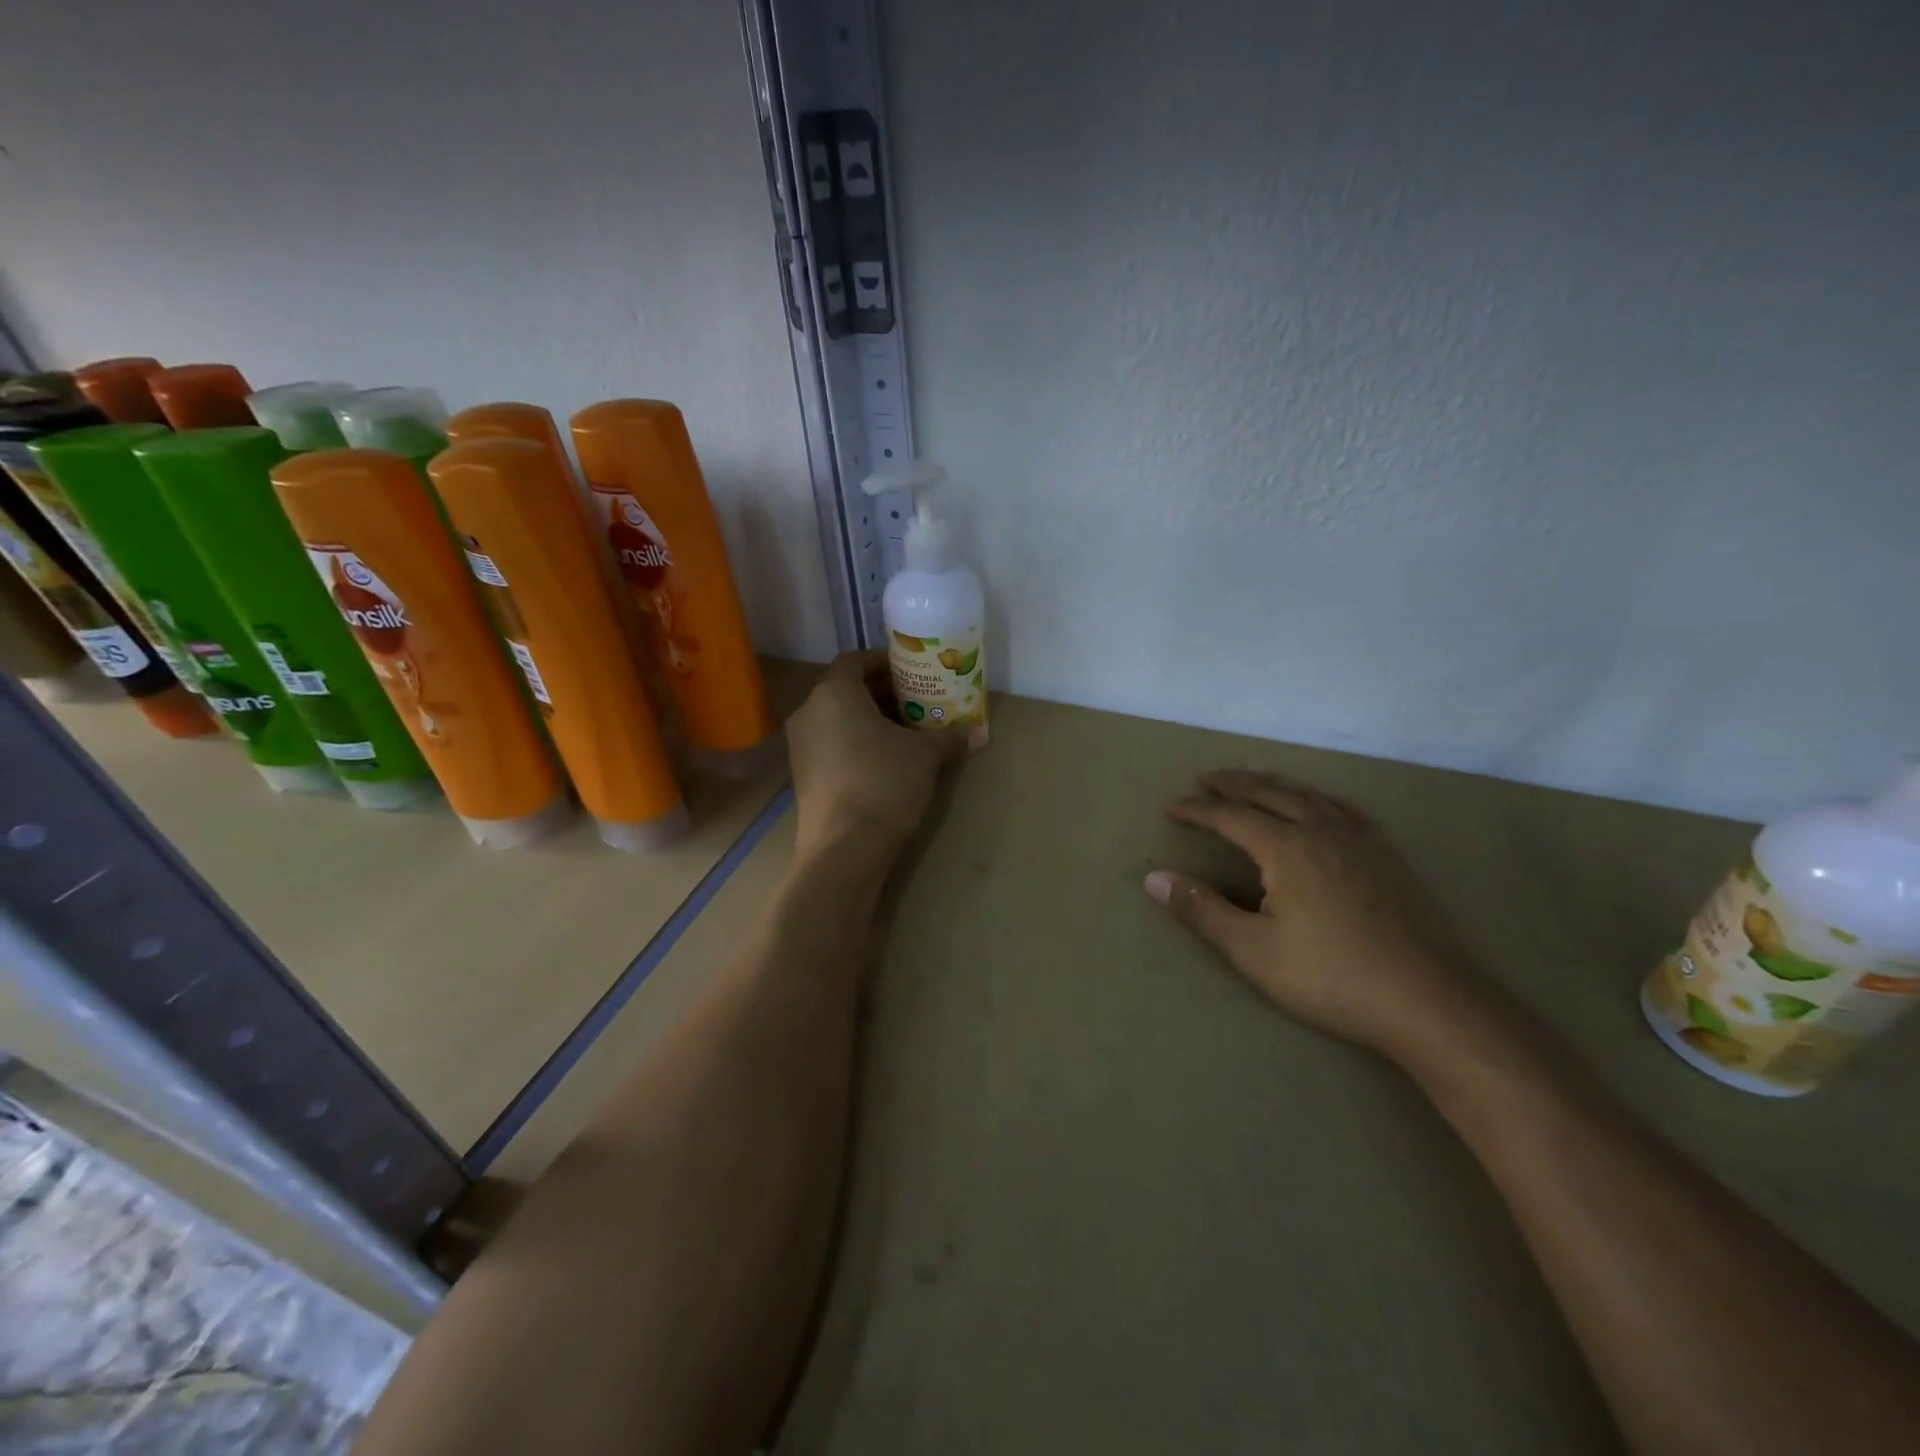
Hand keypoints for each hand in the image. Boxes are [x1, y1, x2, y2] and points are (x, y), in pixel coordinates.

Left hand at [787, 651, 972, 860]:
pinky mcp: (802, 777)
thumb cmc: (884, 782)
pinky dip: (855, 744)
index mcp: (834, 693)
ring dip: (869, 721)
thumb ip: (949, 739)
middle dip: (882, 694)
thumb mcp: (924, 756)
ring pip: (837, 720)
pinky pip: (830, 746)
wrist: (844, 848)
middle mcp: (809, 712)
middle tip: (917, 703)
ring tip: (906, 734)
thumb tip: (979, 734)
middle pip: (845, 690)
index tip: (911, 673)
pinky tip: (885, 762)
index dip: (884, 662)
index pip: (855, 660)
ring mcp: (801, 747)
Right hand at [1144, 769, 1493, 1064]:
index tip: (1171, 808)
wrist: (1430, 1002)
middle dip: (1233, 784)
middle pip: (1269, 793)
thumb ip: (1202, 910)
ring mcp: (1361, 841)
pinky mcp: (1389, 858)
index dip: (1197, 810)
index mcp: (1287, 849)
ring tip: (1253, 777)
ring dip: (1274, 783)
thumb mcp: (1253, 951)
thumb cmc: (1331, 978)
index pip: (1230, 817)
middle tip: (1205, 777)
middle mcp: (1322, 831)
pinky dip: (1321, 797)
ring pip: (1309, 795)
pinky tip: (1321, 803)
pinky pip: (1348, 810)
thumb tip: (1154, 878)